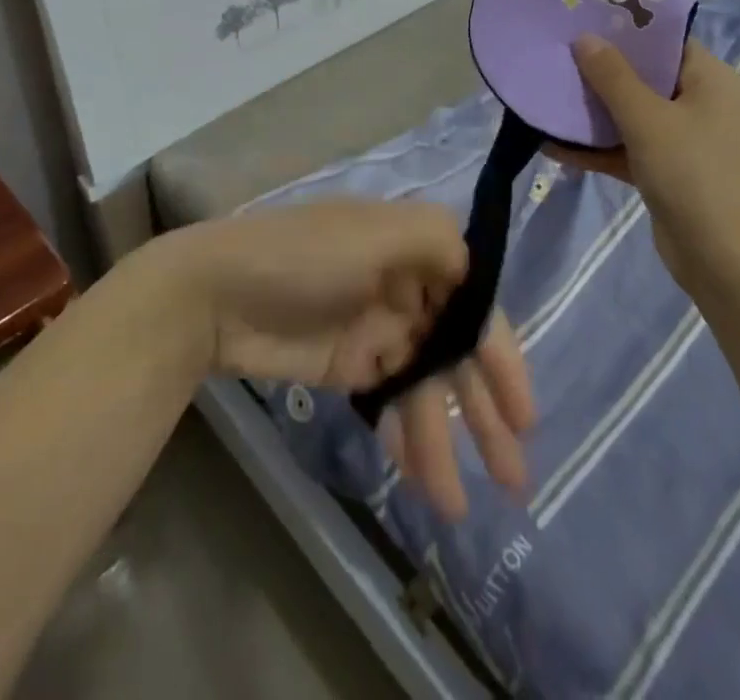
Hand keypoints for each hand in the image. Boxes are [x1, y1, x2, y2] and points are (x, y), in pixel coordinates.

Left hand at [151, 202, 533, 519]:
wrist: (216, 294)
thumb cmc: (300, 258)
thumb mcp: (371, 233)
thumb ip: (433, 242)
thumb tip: (474, 271)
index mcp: (410, 250)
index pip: (472, 303)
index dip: (500, 354)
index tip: (523, 413)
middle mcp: (402, 289)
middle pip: (455, 351)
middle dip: (483, 410)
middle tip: (514, 478)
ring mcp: (374, 329)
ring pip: (423, 387)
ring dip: (444, 439)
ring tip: (456, 506)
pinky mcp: (347, 365)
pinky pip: (389, 402)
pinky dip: (405, 436)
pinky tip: (417, 476)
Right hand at [549, 34, 739, 292]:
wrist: (729, 263)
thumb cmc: (694, 174)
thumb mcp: (647, 118)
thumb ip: (612, 76)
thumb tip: (585, 38)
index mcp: (711, 80)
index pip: (665, 41)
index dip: (624, 30)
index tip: (581, 21)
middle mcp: (703, 105)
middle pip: (645, 77)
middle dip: (599, 72)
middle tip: (555, 57)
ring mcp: (687, 142)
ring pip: (633, 116)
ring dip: (593, 113)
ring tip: (546, 99)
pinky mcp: (670, 174)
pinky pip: (629, 150)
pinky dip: (598, 149)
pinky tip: (553, 147)